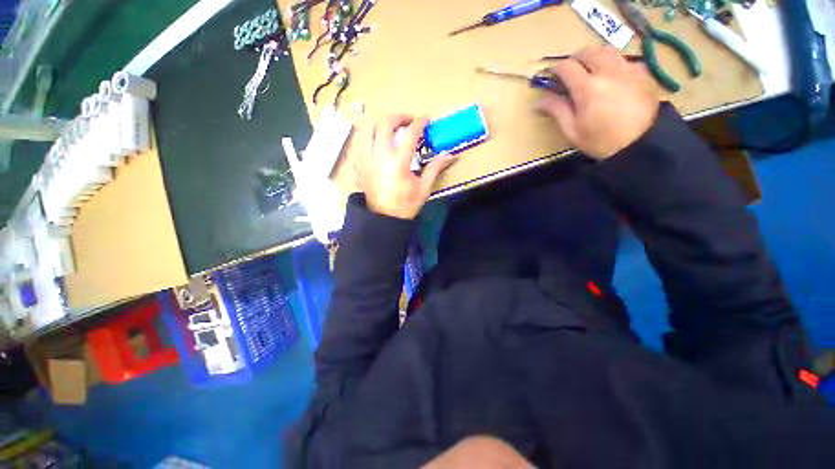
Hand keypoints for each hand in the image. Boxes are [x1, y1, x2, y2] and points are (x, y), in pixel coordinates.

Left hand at [356, 114, 456, 219]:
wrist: (384, 219)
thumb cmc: (405, 205)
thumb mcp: (423, 188)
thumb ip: (435, 168)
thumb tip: (449, 155)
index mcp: (398, 163)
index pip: (409, 134)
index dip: (419, 123)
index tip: (425, 118)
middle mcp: (379, 157)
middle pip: (384, 124)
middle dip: (398, 116)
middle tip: (408, 120)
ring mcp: (366, 159)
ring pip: (367, 128)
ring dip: (380, 122)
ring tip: (391, 127)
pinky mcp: (359, 164)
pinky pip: (360, 141)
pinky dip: (370, 134)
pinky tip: (378, 140)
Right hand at [536, 46, 659, 159]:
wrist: (640, 145)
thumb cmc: (601, 141)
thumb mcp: (572, 130)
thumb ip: (556, 111)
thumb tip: (537, 102)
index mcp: (588, 88)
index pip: (567, 66)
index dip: (556, 69)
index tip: (551, 76)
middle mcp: (608, 72)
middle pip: (589, 52)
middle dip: (576, 58)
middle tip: (570, 71)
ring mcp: (628, 70)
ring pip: (608, 51)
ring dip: (595, 57)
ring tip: (591, 71)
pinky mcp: (643, 74)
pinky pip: (624, 60)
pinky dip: (613, 64)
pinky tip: (612, 79)